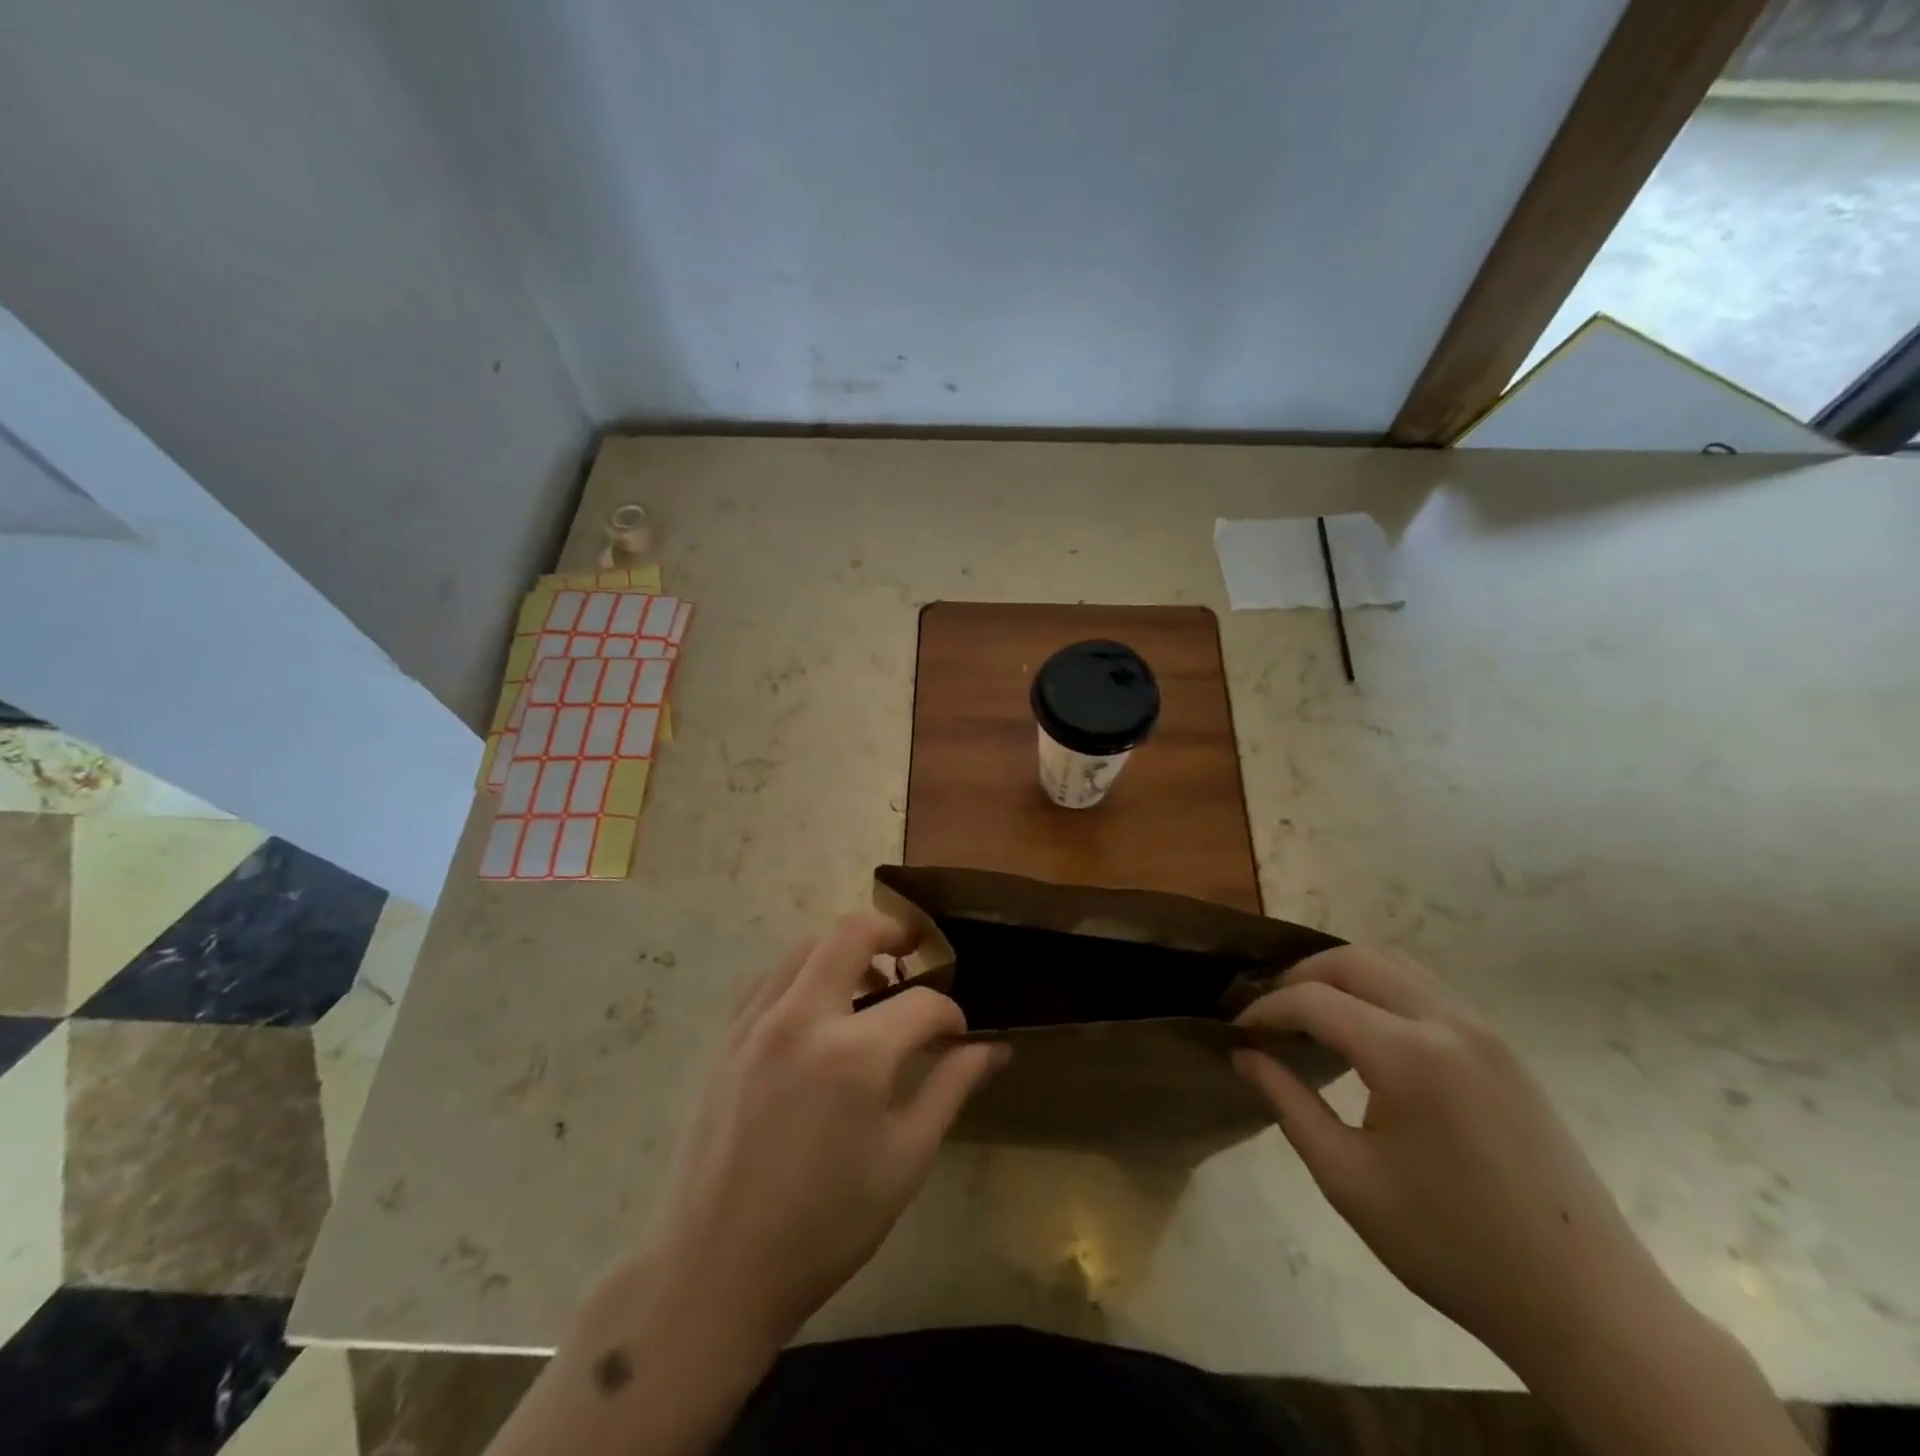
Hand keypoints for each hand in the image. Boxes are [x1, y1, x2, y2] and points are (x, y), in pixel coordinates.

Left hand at [641, 913, 1006, 1353]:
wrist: (715, 1271)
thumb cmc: (825, 1226)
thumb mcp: (904, 1161)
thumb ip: (951, 1088)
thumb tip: (994, 1049)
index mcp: (854, 1054)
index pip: (922, 1004)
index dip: (951, 1014)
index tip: (959, 1034)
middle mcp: (802, 1018)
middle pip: (852, 932)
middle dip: (894, 932)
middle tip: (916, 952)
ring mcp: (757, 1022)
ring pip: (807, 946)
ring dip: (846, 951)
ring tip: (870, 986)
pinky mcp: (728, 1037)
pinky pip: (773, 978)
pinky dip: (805, 973)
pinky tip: (820, 1013)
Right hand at [1232, 946, 1670, 1360]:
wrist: (1587, 1306)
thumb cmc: (1453, 1247)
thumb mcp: (1349, 1180)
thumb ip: (1287, 1103)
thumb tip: (1243, 1055)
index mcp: (1408, 1055)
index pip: (1314, 1000)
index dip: (1266, 1008)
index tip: (1236, 1030)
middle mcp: (1447, 1022)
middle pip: (1354, 960)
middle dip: (1300, 976)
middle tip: (1269, 1014)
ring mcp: (1484, 1030)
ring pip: (1394, 965)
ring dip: (1342, 976)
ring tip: (1310, 1015)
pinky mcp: (1504, 1049)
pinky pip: (1426, 989)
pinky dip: (1381, 990)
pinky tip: (1366, 1033)